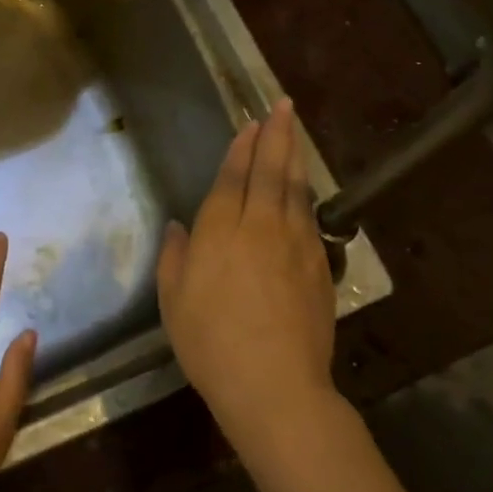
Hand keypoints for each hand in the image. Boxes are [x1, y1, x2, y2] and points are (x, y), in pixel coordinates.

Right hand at [157, 99, 337, 454]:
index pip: (233, 177)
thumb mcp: (173, 301)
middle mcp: (261, 226)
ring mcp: (296, 244)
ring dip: (294, 157)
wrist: (274, 385)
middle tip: (283, 106)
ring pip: (296, 189)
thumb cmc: (210, 344)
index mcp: (221, 231)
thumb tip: (180, 226)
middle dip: (276, 135)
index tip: (250, 124)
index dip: (241, 148)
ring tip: (295, 132)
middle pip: (270, 171)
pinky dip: (306, 195)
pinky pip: (310, 218)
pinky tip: (304, 190)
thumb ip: (175, 257)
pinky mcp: (319, 266)